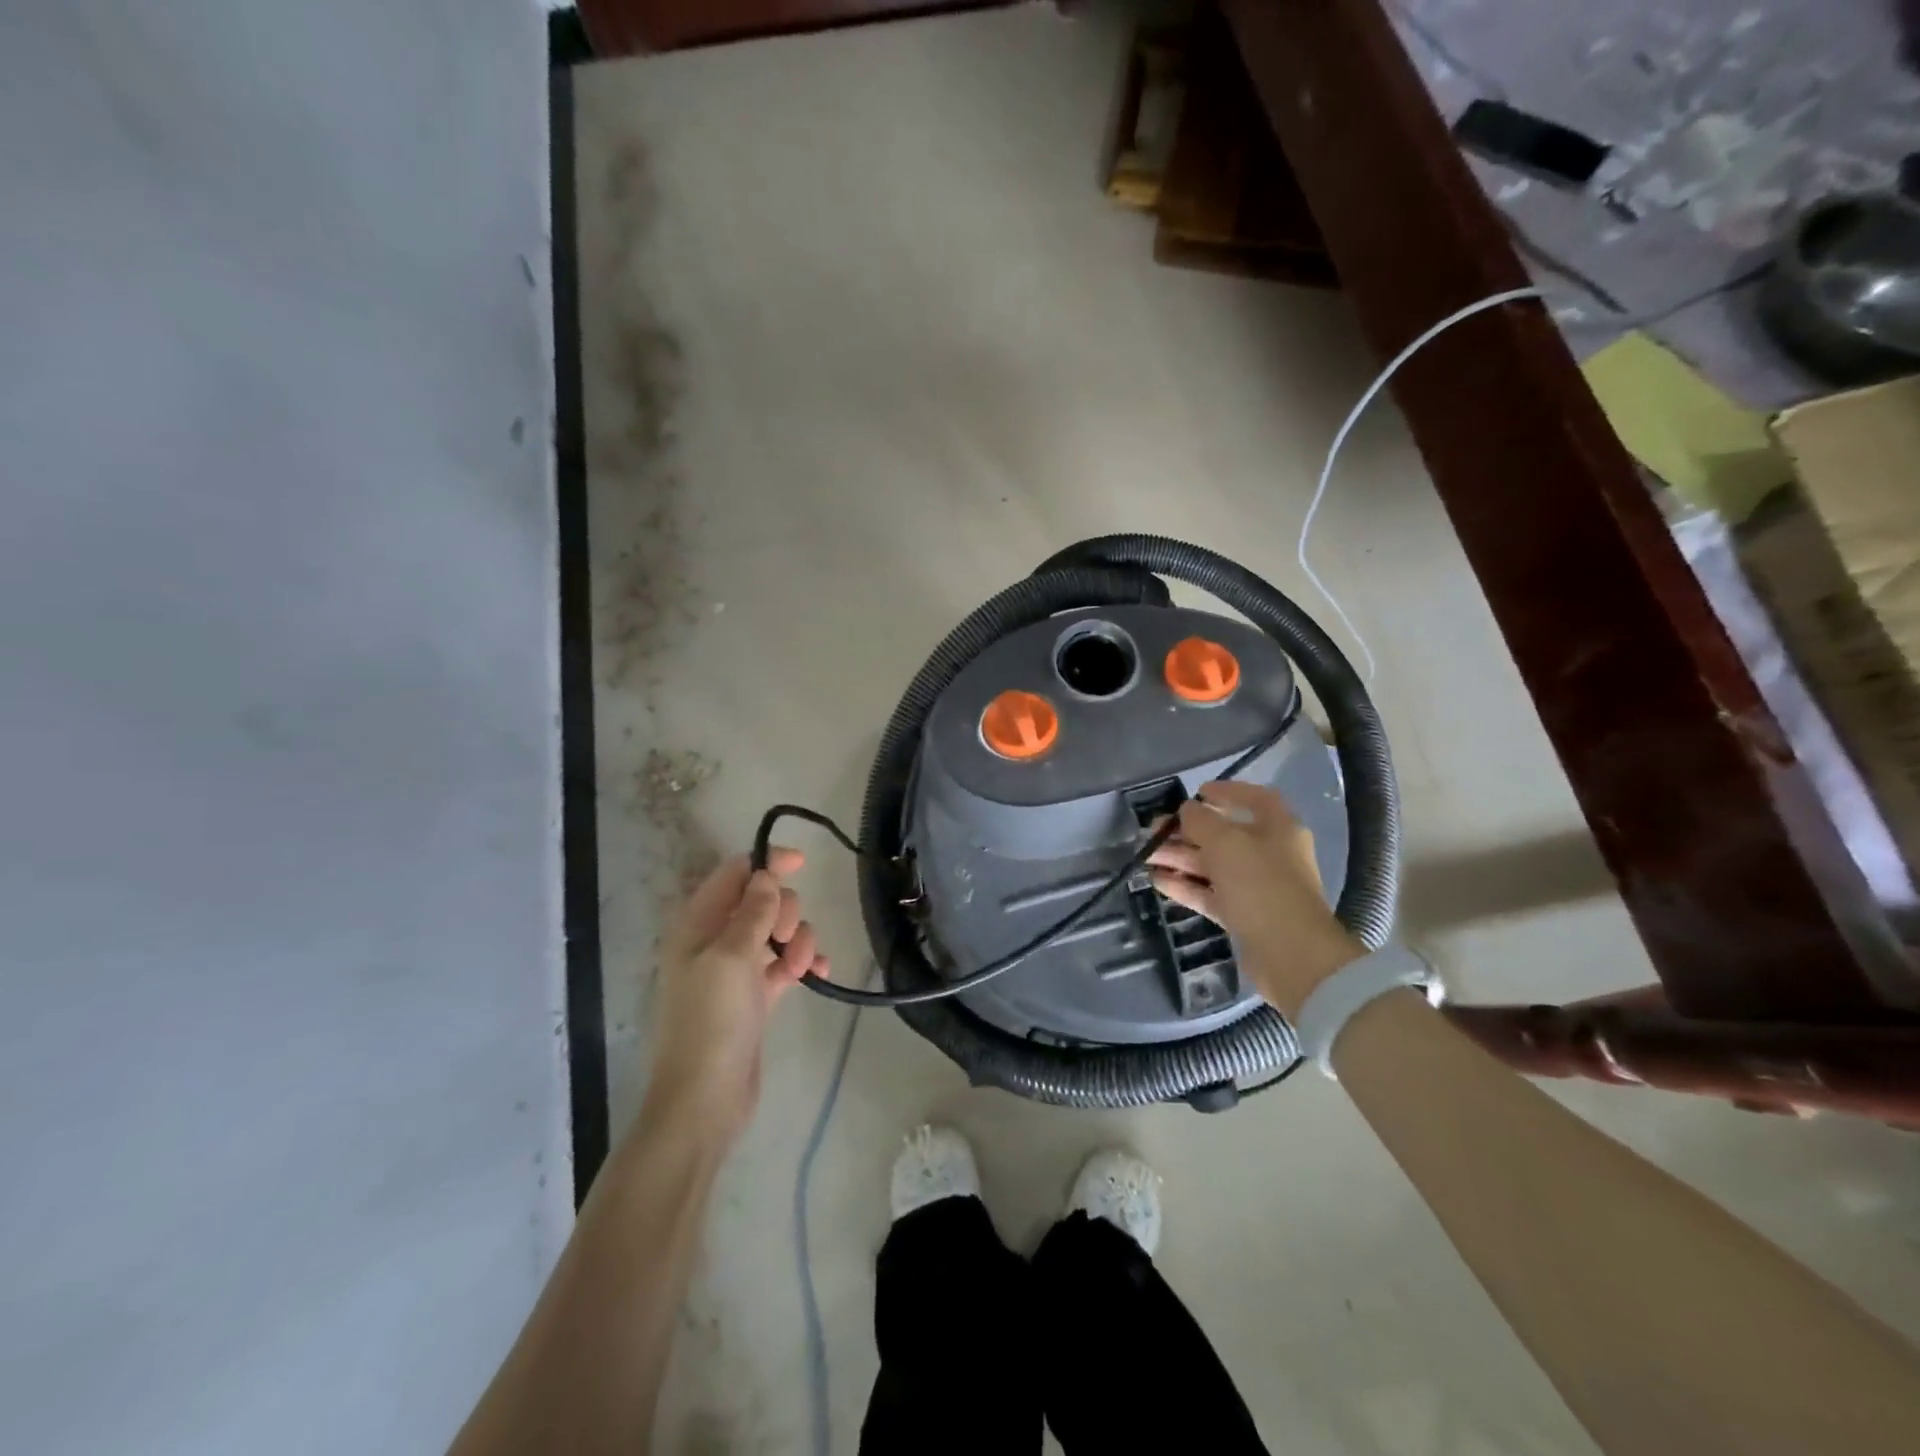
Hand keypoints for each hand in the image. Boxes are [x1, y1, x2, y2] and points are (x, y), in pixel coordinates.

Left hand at [646, 848, 828, 1139]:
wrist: (705, 1099)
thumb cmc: (712, 1019)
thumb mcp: (732, 956)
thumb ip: (753, 910)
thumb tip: (766, 874)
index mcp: (698, 923)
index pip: (735, 874)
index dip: (767, 863)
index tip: (803, 862)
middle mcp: (715, 939)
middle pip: (762, 900)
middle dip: (786, 911)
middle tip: (787, 938)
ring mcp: (736, 969)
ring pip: (778, 932)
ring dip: (799, 940)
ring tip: (801, 967)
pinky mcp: (755, 996)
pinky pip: (786, 964)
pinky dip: (803, 962)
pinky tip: (819, 972)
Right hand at [1147, 782, 1363, 1018]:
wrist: (1291, 955)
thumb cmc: (1261, 885)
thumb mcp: (1226, 843)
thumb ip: (1201, 821)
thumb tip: (1188, 809)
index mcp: (1278, 828)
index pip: (1255, 798)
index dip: (1227, 791)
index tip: (1197, 792)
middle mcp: (1270, 854)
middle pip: (1225, 834)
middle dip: (1187, 831)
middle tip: (1154, 830)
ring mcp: (1256, 887)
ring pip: (1213, 865)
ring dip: (1180, 858)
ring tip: (1146, 855)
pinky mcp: (1244, 915)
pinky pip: (1210, 893)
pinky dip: (1185, 886)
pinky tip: (1157, 881)